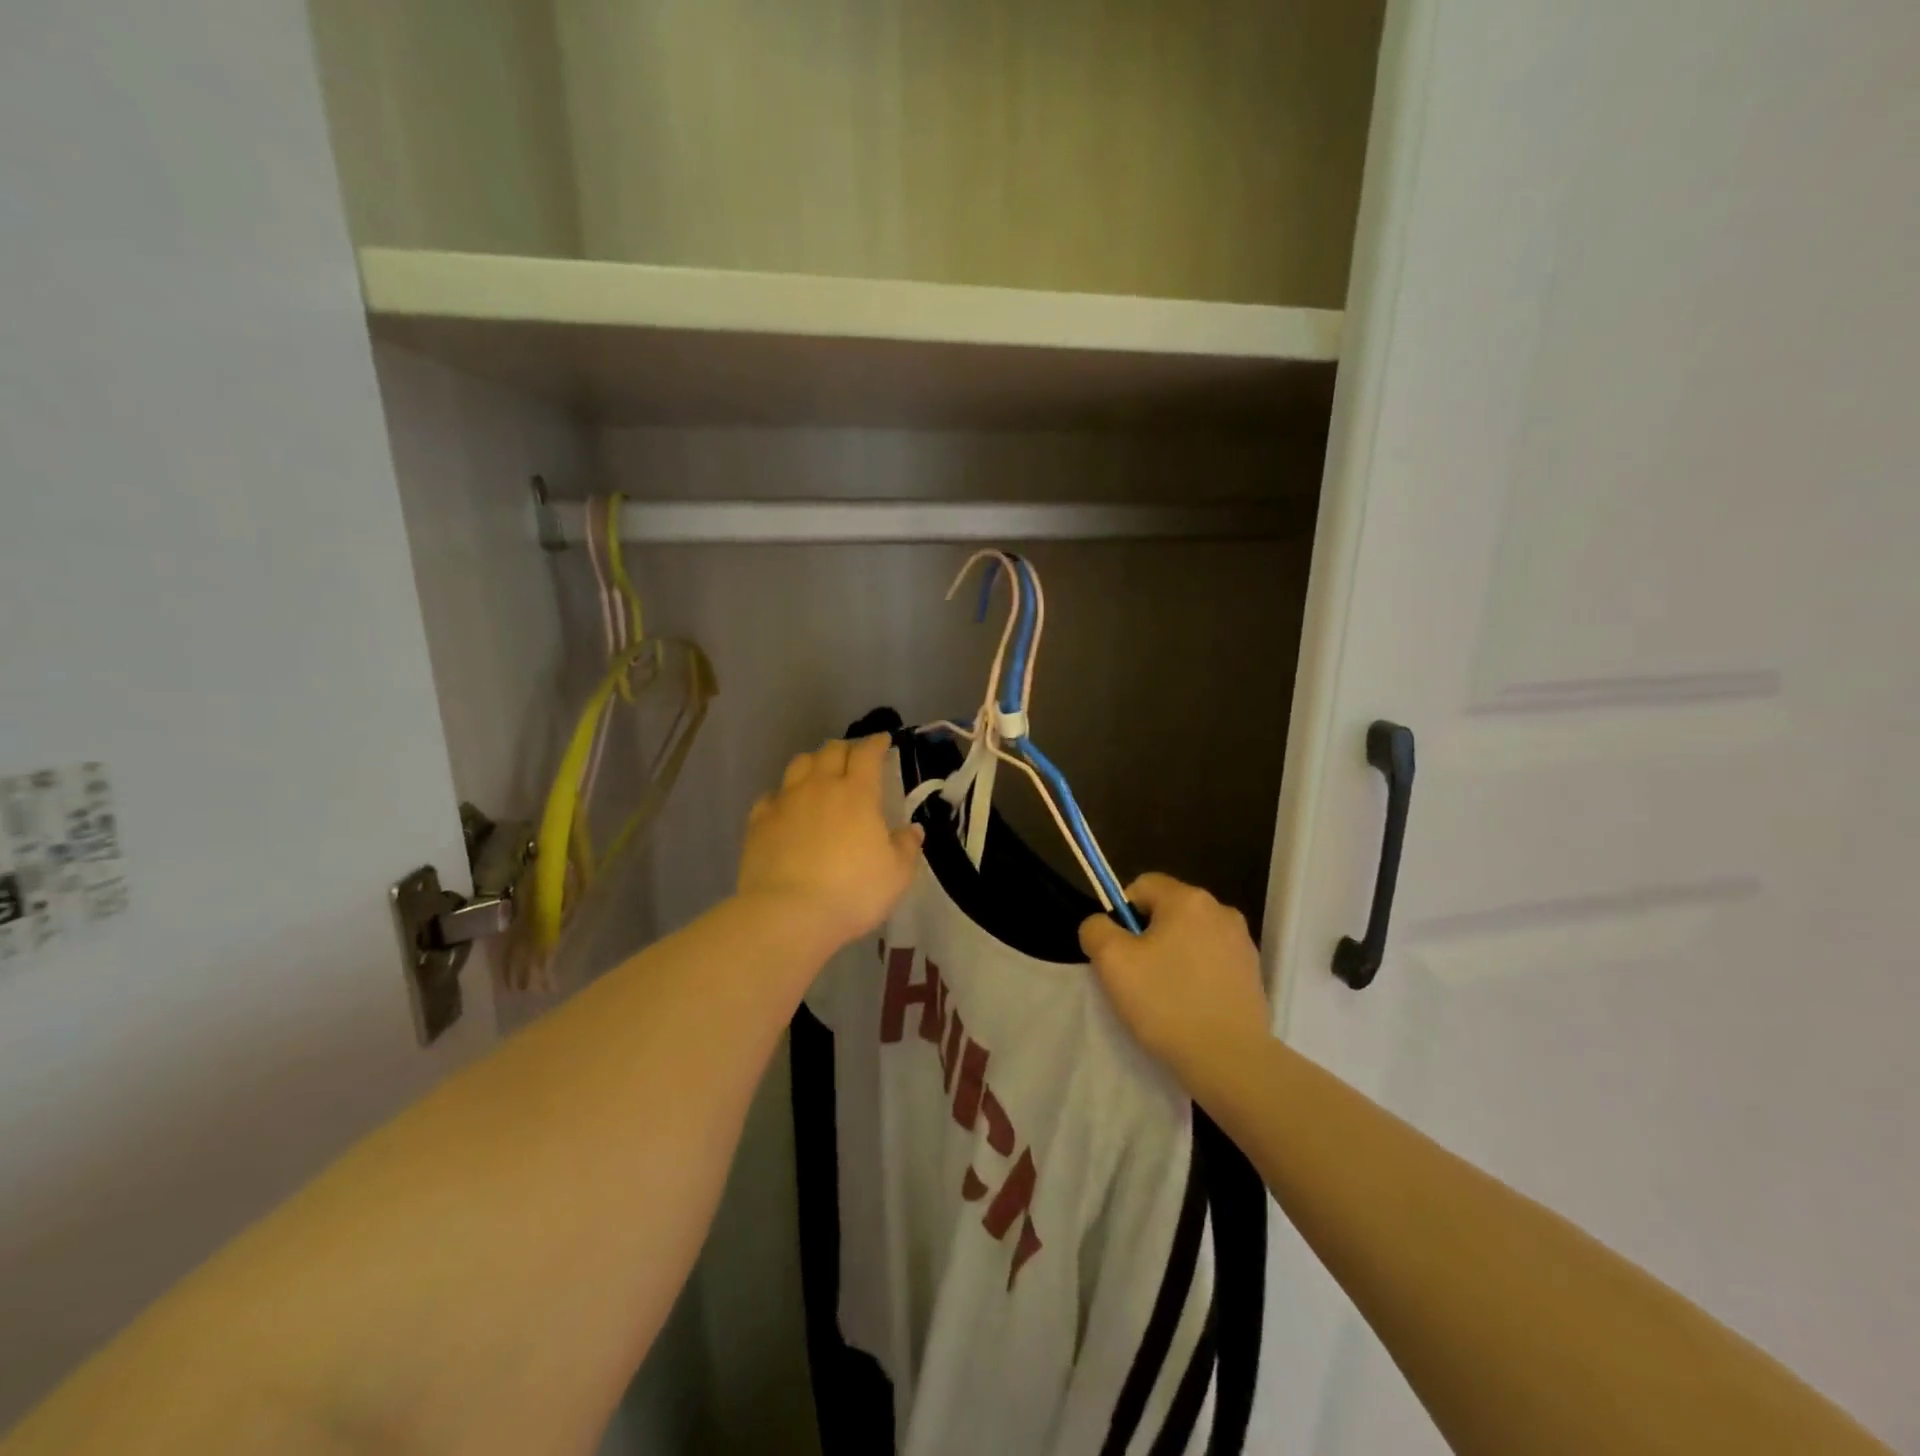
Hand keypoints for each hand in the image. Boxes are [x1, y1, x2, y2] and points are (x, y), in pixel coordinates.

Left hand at [738, 735, 923, 953]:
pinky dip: (783, 795)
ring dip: (813, 763)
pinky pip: (771, 796)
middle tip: (854, 757)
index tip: (883, 741)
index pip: (867, 753)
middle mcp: (820, 787)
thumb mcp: (896, 875)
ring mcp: (785, 802)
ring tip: (820, 773)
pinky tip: (786, 807)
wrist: (789, 915)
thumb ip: (906, 847)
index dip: (876, 743)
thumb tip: (912, 829)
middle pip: (831, 751)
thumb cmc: (853, 892)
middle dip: (846, 748)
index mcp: (858, 793)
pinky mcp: (759, 822)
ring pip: (798, 765)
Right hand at [1080, 873, 1270, 1092]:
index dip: (1122, 913)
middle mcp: (1221, 910)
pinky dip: (1197, 974)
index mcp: (1189, 899)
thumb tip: (1102, 924)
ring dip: (1174, 955)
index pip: (1142, 885)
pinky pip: (1212, 960)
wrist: (1230, 1060)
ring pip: (1191, 936)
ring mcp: (1242, 943)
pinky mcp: (1253, 973)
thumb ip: (1096, 929)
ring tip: (1165, 995)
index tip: (1120, 950)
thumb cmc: (1167, 1003)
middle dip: (1148, 935)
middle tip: (1138, 975)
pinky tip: (1191, 1005)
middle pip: (1168, 910)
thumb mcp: (1112, 961)